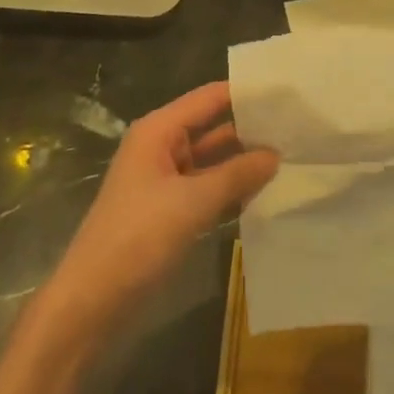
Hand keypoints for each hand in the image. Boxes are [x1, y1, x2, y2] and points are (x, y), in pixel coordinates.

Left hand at [46, 82, 277, 331]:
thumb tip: (275, 154)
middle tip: (301, 126)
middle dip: (252, 128)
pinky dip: (233, 188)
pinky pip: (208, 188)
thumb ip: (237, 174)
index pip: (210, 97)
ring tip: (293, 155)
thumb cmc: (138, 238)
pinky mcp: (170, 211)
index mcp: (158, 131)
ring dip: (245, 161)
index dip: (247, 93)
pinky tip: (266, 191)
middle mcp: (161, 147)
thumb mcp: (192, 202)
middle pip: (213, 126)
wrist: (92, 302)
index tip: (289, 92)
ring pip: (213, 160)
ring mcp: (165, 180)